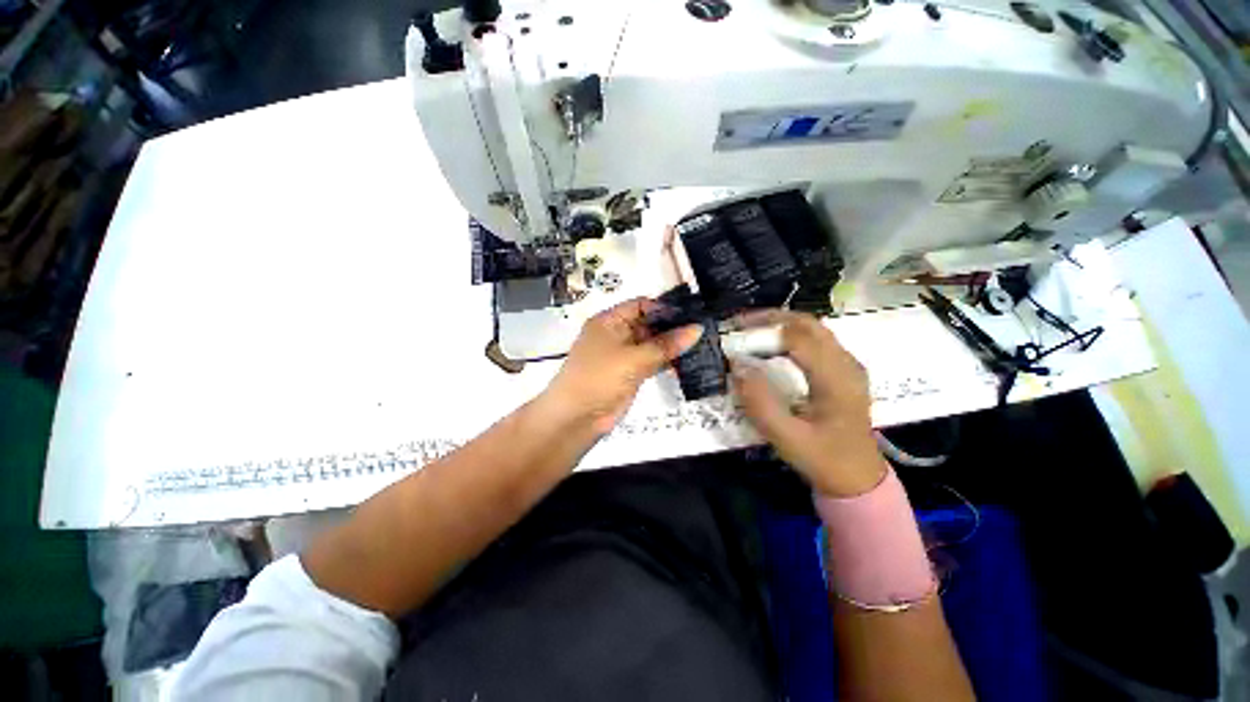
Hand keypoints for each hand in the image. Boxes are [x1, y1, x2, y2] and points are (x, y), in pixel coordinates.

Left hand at [543, 297, 702, 434]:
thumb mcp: (633, 358)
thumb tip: (696, 329)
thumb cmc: (599, 378)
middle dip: (672, 326)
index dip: (664, 307)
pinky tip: (688, 360)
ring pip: (652, 344)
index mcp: (609, 321)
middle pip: (648, 324)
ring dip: (672, 345)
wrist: (577, 417)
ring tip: (701, 342)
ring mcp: (624, 355)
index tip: (690, 313)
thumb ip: (666, 345)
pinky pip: (652, 361)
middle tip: (702, 328)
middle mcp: (616, 334)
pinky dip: (667, 360)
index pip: (640, 305)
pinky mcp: (630, 373)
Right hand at [729, 310, 884, 496]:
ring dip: (780, 323)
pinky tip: (772, 345)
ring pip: (813, 328)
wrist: (859, 478)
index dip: (763, 333)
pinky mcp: (843, 370)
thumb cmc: (824, 460)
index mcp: (837, 380)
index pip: (798, 339)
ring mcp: (848, 365)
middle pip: (808, 324)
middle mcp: (847, 364)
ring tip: (750, 331)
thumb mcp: (787, 439)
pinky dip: (790, 334)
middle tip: (738, 325)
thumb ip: (761, 404)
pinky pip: (816, 339)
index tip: (733, 337)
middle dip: (770, 318)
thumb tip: (737, 367)